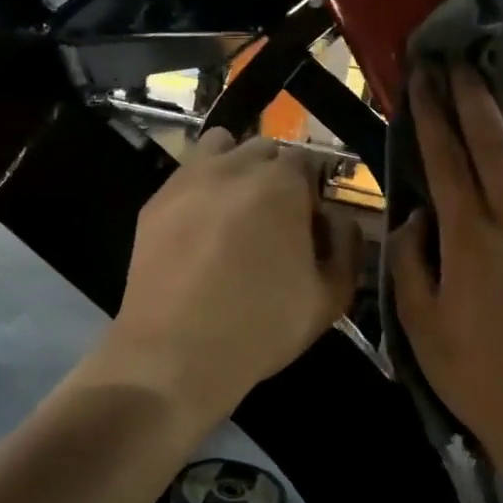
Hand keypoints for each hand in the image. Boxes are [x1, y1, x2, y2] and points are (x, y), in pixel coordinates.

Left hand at [101, 129, 362, 424]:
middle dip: (275, 177)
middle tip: (274, 224)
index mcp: (283, 184)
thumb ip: (348, 246)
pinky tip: (200, 230)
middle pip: (264, 151)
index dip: (312, 195)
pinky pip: (187, 176)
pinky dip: (201, 189)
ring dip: (236, 168)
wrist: (175, 354)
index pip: (307, 163)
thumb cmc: (262, 326)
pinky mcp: (154, 202)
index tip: (309, 230)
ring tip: (235, 213)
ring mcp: (189, 180)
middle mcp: (235, 167)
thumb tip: (339, 220)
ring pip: (220, 148)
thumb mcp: (331, 297)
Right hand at [389, 67, 502, 479]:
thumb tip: (415, 214)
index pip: (447, 159)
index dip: (433, 113)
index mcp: (470, 238)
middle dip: (474, 93)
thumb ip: (409, 260)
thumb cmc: (473, 372)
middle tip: (461, 54)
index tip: (423, 75)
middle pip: (495, 140)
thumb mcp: (418, 323)